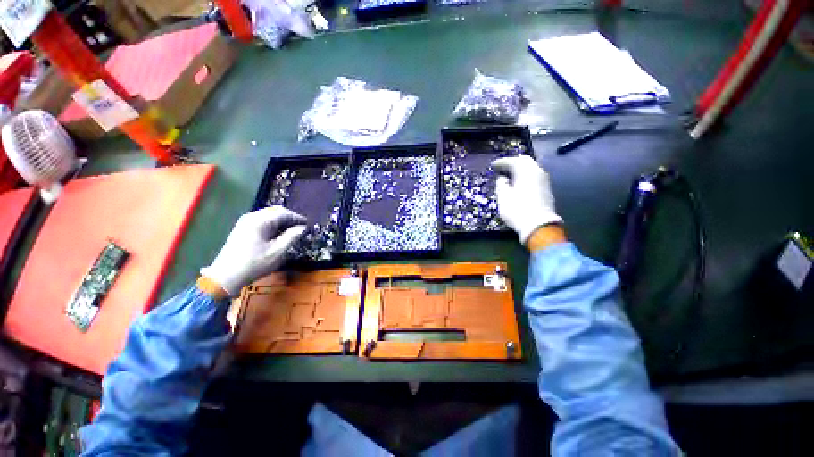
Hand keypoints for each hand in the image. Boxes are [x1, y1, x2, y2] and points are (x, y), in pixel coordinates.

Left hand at [200, 207, 306, 296]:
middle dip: (290, 218)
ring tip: (292, 231)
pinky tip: (278, 234)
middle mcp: (251, 217)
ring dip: (282, 221)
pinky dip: (273, 224)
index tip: (308, 224)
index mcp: (259, 221)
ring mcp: (244, 222)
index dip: (297, 217)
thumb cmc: (254, 264)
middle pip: (275, 211)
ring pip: (268, 215)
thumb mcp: (277, 252)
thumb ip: (292, 237)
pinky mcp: (242, 228)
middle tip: (301, 227)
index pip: (283, 213)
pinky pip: (262, 221)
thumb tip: (303, 228)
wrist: (225, 277)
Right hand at [492, 155, 562, 244]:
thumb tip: (502, 179)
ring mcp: (544, 181)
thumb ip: (501, 184)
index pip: (513, 161)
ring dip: (520, 170)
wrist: (539, 226)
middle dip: (512, 163)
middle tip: (502, 168)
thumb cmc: (517, 210)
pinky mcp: (546, 190)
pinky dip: (525, 176)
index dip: (501, 162)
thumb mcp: (503, 197)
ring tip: (509, 175)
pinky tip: (518, 183)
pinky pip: (534, 177)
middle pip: (525, 161)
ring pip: (531, 169)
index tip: (493, 166)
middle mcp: (538, 172)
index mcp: (526, 171)